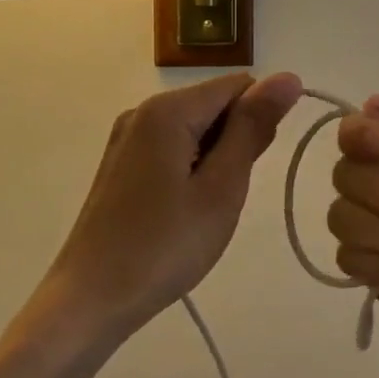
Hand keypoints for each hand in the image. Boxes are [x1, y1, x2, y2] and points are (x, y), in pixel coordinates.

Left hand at [43, 72, 303, 341]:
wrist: (90, 300)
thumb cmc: (164, 246)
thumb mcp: (221, 187)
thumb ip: (253, 128)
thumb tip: (288, 77)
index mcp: (167, 110)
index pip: (238, 86)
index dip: (259, 121)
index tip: (253, 169)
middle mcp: (142, 111)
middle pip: (214, 105)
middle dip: (235, 143)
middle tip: (225, 197)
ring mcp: (127, 138)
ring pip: (195, 130)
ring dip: (215, 161)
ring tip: (204, 209)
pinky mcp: (121, 164)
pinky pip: (173, 149)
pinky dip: (191, 171)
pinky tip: (184, 211)